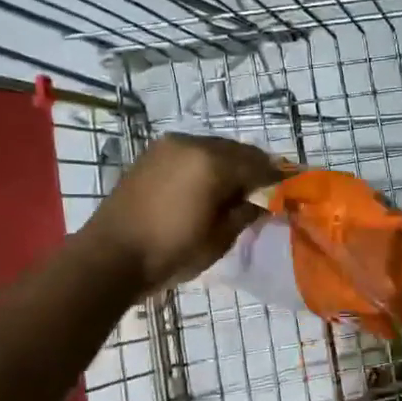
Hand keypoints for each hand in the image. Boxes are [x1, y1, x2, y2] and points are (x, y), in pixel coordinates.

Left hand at [80, 133, 278, 292]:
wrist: (109, 257)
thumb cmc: (170, 252)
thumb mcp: (219, 238)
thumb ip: (246, 212)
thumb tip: (262, 201)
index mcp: (213, 162)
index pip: (258, 165)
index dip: (278, 177)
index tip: (292, 188)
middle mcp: (193, 143)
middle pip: (237, 150)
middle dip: (255, 168)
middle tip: (267, 189)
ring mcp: (169, 146)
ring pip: (214, 148)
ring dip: (230, 164)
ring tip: (238, 189)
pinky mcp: (152, 154)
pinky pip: (192, 152)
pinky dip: (207, 164)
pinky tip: (210, 185)